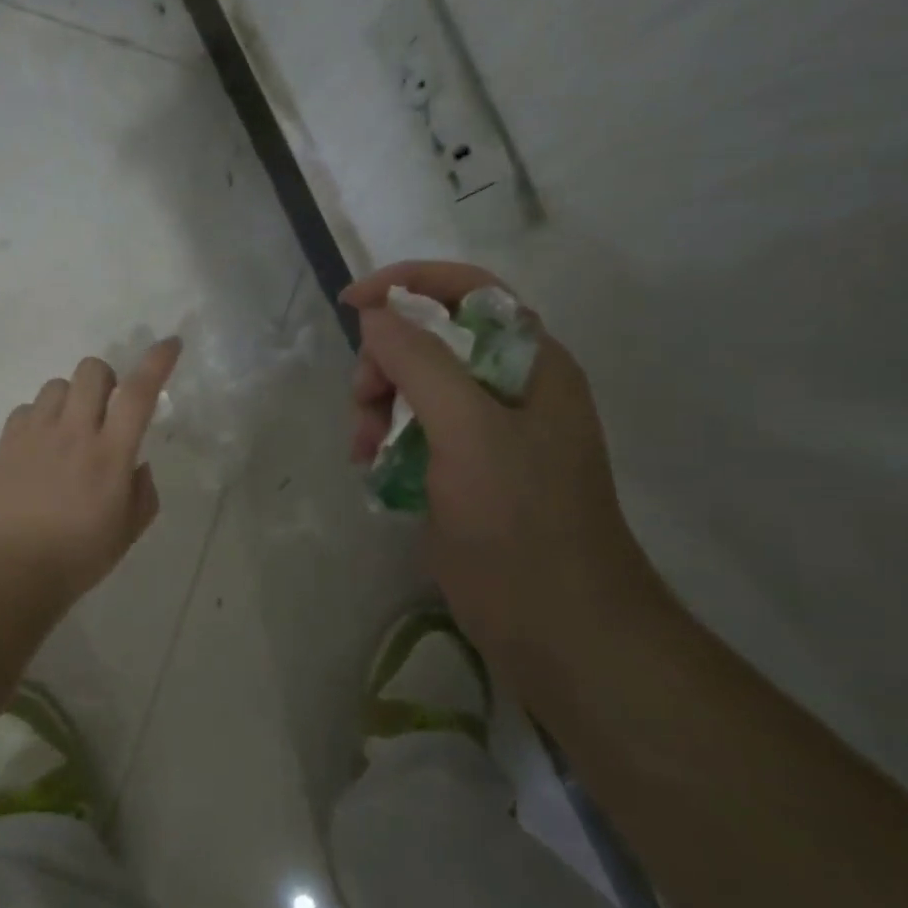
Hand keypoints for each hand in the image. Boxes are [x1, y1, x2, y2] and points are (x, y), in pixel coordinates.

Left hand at [0, 338, 182, 607]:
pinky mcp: (6, 442)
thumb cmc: (77, 558)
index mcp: (110, 455)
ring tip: (69, 431)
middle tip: (106, 411)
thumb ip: (142, 491)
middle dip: (107, 380)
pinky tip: (40, 447)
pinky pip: (27, 408)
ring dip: (72, 399)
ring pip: (57, 384)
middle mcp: (73, 433)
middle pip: (92, 370)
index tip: (170, 343)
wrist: (10, 573)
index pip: (138, 393)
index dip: (157, 362)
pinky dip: (40, 418)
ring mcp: (35, 434)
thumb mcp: (128, 532)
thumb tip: (135, 464)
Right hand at [342, 262, 654, 660]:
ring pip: (415, 388)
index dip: (409, 284)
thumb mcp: (468, 430)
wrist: (555, 624)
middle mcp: (510, 388)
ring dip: (379, 406)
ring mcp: (487, 432)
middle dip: (386, 361)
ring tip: (363, 448)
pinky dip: (386, 439)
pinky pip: (414, 431)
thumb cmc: (519, 519)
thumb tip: (377, 316)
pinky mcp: (464, 470)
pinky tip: (371, 467)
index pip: (468, 291)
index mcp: (530, 363)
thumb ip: (421, 362)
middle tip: (362, 401)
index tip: (352, 304)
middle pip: (432, 340)